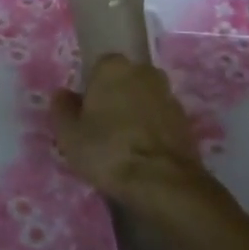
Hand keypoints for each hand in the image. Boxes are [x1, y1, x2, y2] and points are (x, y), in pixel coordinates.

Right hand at [52, 54, 206, 210]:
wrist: (162, 182)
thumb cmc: (107, 150)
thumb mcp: (69, 134)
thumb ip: (62, 108)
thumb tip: (63, 94)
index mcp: (113, 66)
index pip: (97, 68)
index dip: (90, 91)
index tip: (85, 114)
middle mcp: (144, 71)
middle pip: (123, 81)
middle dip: (115, 98)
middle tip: (103, 128)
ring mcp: (168, 95)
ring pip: (144, 100)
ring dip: (136, 114)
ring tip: (124, 145)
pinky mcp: (186, 120)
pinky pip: (160, 119)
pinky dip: (152, 130)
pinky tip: (143, 154)